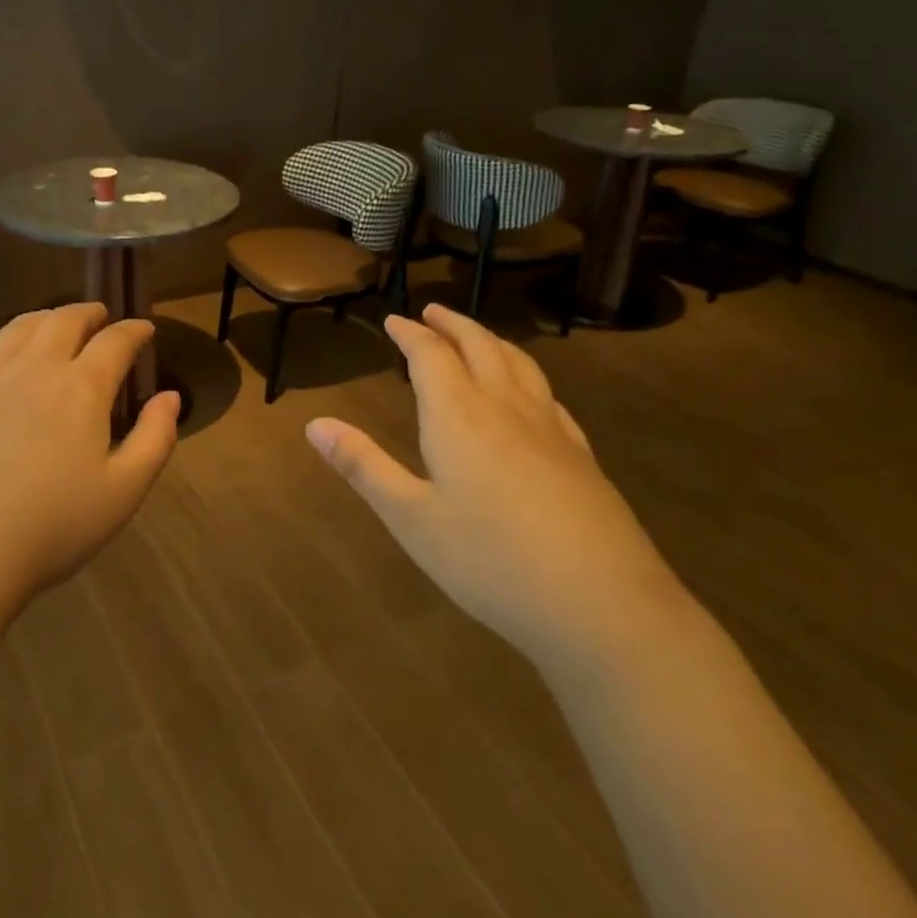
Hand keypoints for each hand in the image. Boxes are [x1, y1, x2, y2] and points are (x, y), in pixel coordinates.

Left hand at [0, 303, 179, 628]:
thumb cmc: (50, 529)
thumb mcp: (124, 493)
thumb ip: (155, 439)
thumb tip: (170, 396)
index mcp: (82, 388)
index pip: (116, 341)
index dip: (135, 330)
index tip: (144, 329)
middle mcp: (33, 367)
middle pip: (64, 321)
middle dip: (89, 313)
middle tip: (99, 317)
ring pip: (17, 328)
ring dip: (43, 320)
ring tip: (52, 326)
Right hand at [305, 304, 684, 670]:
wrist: (601, 605)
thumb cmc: (490, 560)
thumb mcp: (411, 518)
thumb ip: (363, 466)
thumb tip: (314, 424)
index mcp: (459, 417)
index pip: (431, 356)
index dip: (410, 334)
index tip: (394, 320)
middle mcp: (506, 409)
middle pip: (480, 347)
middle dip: (453, 325)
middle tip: (432, 312)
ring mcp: (551, 431)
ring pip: (520, 365)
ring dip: (492, 341)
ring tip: (477, 337)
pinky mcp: (582, 457)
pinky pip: (548, 396)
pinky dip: (527, 377)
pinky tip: (530, 394)